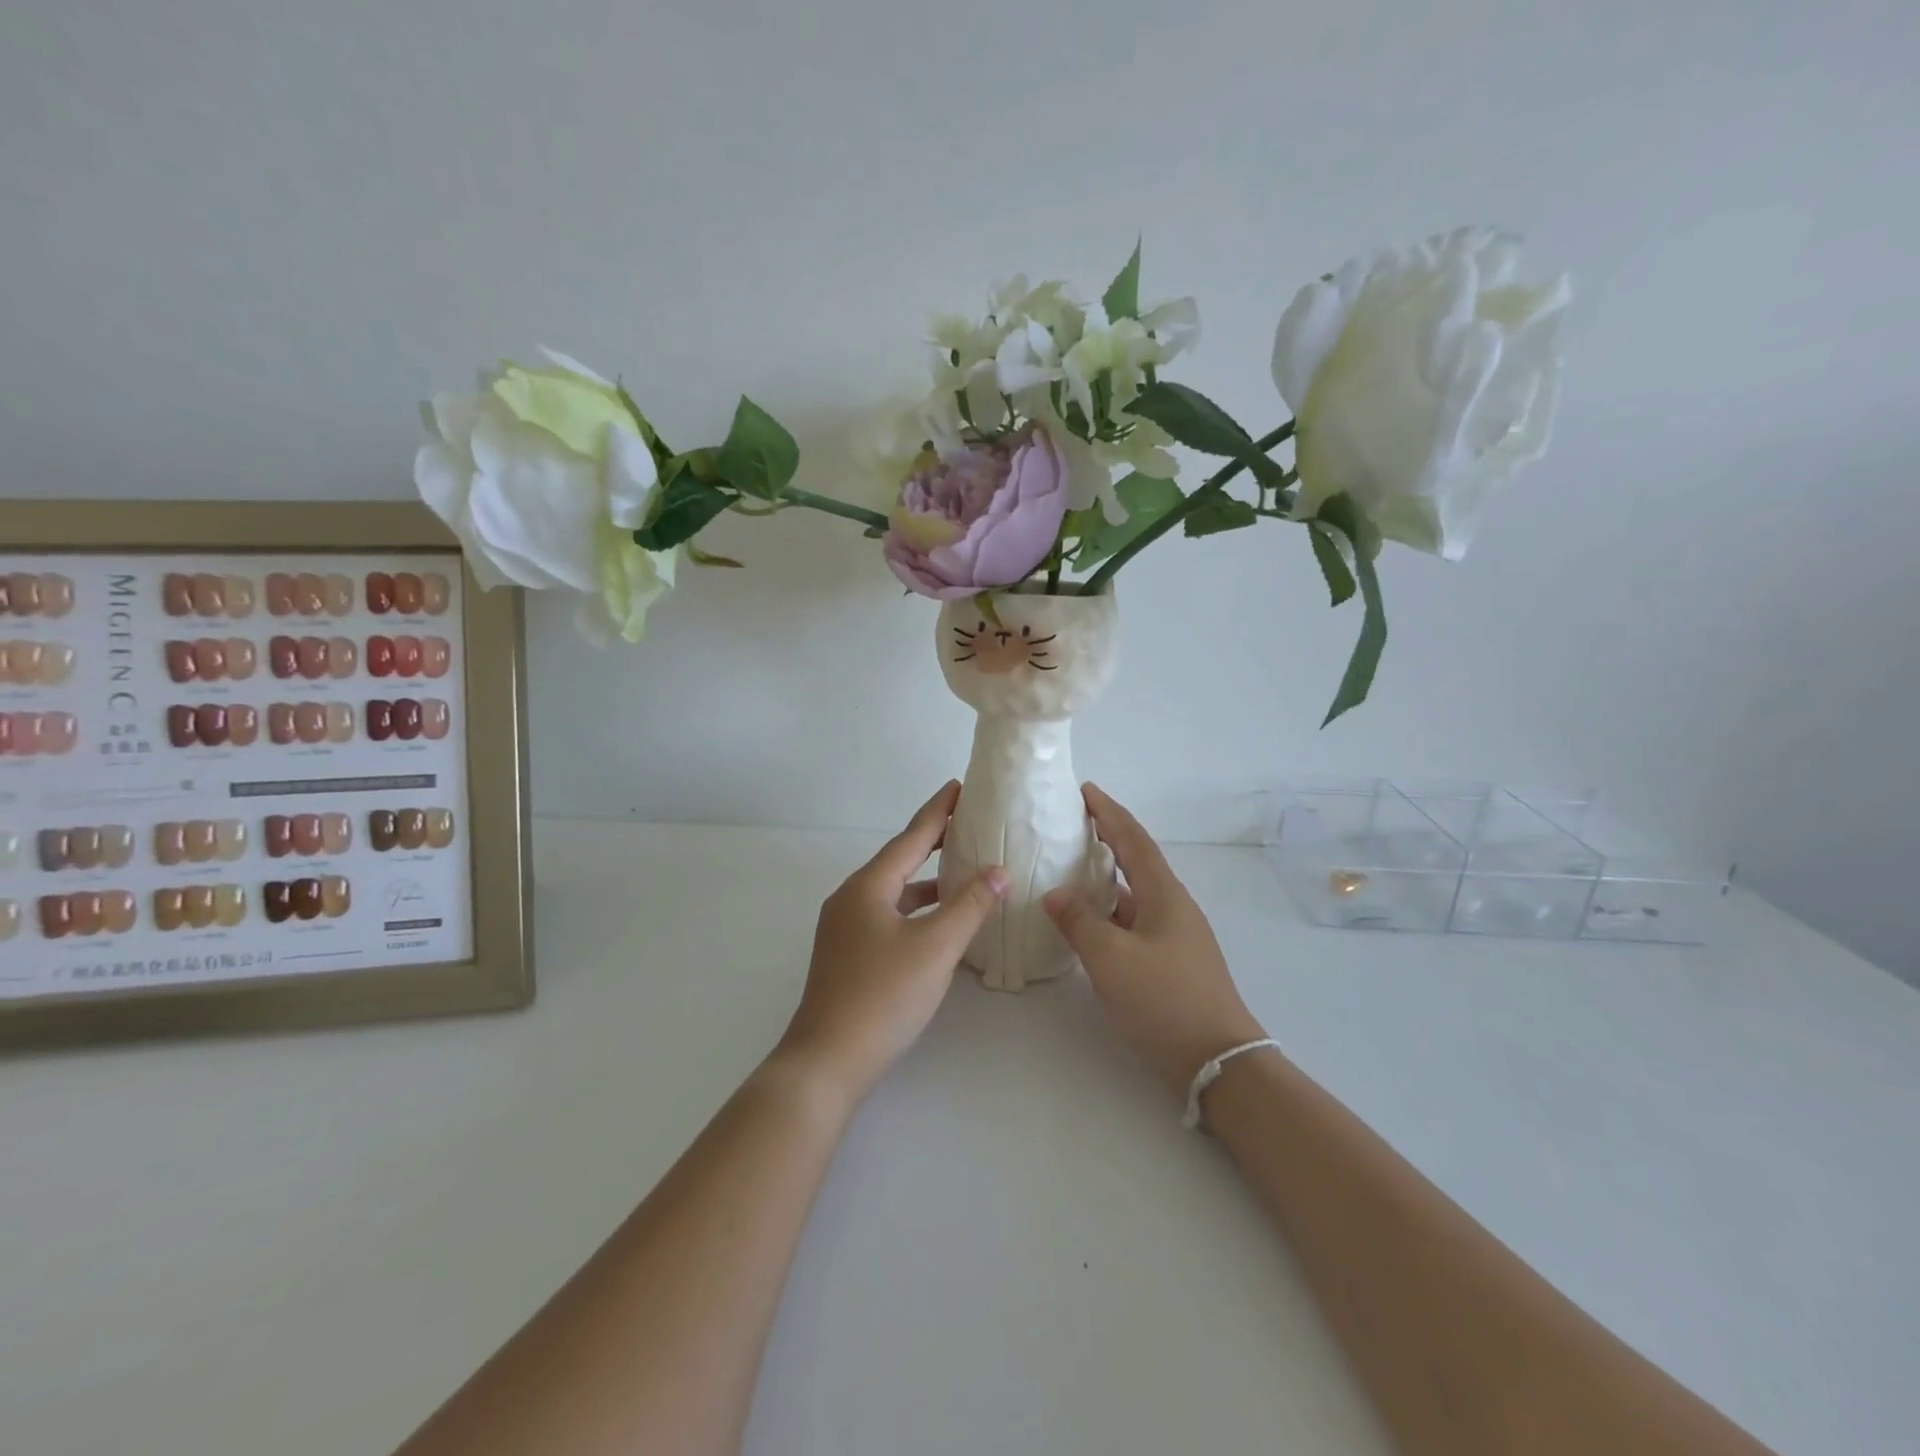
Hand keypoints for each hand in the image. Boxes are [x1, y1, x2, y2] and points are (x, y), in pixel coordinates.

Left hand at [776, 781, 1008, 1104]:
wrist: (826, 1061)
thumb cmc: (883, 996)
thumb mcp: (935, 948)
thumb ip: (968, 906)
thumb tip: (997, 871)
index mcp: (868, 887)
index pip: (910, 837)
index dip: (938, 811)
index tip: (959, 787)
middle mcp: (851, 898)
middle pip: (899, 860)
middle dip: (932, 841)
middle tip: (966, 824)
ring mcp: (845, 928)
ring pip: (893, 891)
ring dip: (926, 879)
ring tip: (960, 870)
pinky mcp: (847, 955)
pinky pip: (888, 915)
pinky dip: (915, 909)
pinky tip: (937, 923)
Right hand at [1044, 783, 1265, 1099]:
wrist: (1218, 1062)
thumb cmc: (1165, 1000)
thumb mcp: (1111, 959)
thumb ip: (1079, 922)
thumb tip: (1054, 894)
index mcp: (1164, 895)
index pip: (1133, 839)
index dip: (1109, 812)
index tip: (1084, 790)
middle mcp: (1172, 907)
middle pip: (1136, 860)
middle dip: (1106, 838)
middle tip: (1071, 825)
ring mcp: (1173, 936)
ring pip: (1132, 894)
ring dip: (1104, 878)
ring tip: (1068, 869)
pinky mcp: (1169, 962)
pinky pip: (1132, 922)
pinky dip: (1107, 912)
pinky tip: (1085, 922)